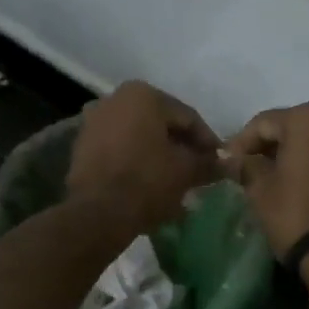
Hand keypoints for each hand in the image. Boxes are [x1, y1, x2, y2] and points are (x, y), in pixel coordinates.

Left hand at [67, 81, 220, 236]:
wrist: (97, 213)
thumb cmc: (147, 181)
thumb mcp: (186, 171)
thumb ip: (208, 163)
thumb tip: (226, 164)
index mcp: (143, 95)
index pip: (187, 117)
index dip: (208, 141)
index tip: (220, 162)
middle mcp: (115, 99)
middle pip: (161, 124)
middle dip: (182, 147)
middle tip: (200, 170)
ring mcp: (94, 121)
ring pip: (139, 137)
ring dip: (160, 155)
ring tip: (177, 179)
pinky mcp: (82, 146)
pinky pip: (120, 150)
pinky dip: (138, 161)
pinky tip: (151, 182)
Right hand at [222, 102, 308, 278]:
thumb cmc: (295, 214)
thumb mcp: (259, 189)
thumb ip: (247, 166)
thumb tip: (236, 159)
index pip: (265, 123)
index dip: (242, 142)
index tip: (229, 162)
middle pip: (298, 128)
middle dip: (275, 146)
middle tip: (255, 168)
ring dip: (303, 155)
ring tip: (285, 179)